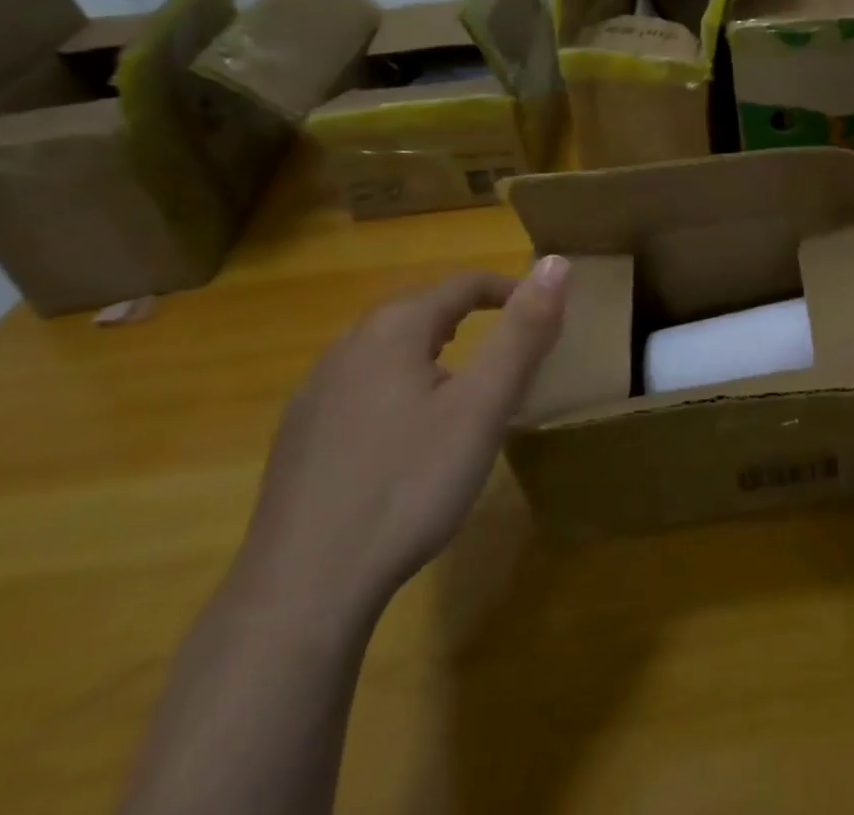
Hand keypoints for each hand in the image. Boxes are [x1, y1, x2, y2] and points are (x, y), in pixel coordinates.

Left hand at [228, 258, 569, 625]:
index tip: (542, 312)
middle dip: (468, 313)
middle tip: (507, 344)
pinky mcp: (296, 436)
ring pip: (385, 347)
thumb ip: (522, 332)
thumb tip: (556, 262)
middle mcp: (346, 346)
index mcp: (393, 329)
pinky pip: (359, 384)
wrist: (302, 591)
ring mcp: (314, 392)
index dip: (508, 289)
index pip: (462, 283)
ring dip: (430, 347)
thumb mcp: (484, 406)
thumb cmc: (409, 486)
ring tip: (462, 379)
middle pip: (419, 308)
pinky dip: (396, 383)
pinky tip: (404, 431)